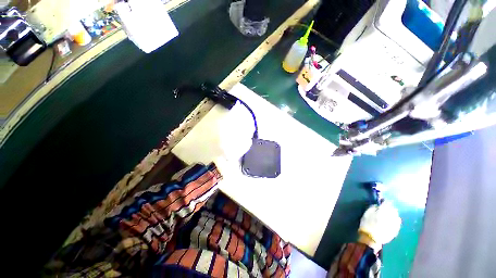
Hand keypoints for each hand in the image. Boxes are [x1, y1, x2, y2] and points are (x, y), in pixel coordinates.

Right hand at [358, 201, 400, 248]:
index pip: (387, 203)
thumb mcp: (367, 213)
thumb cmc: (367, 223)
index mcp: (384, 210)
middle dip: (390, 208)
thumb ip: (373, 207)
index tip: (381, 201)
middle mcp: (392, 216)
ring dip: (393, 215)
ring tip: (388, 216)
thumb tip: (378, 205)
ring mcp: (395, 224)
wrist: (371, 238)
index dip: (384, 201)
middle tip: (385, 208)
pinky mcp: (396, 230)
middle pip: (393, 209)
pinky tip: (390, 222)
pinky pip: (397, 223)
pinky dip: (394, 221)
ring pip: (396, 216)